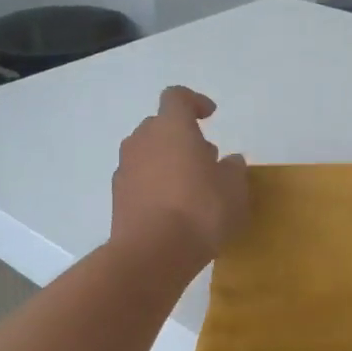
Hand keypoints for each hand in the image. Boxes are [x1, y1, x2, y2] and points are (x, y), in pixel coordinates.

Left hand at [111, 87, 248, 267]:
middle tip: (205, 159)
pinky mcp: (117, 197)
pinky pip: (139, 180)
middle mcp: (142, 140)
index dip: (194, 102)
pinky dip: (154, 186)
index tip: (210, 115)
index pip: (177, 97)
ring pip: (148, 154)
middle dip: (182, 137)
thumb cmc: (200, 210)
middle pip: (160, 126)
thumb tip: (229, 162)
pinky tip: (173, 210)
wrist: (152, 253)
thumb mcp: (234, 190)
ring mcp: (125, 169)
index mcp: (171, 127)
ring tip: (191, 188)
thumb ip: (234, 169)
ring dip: (167, 162)